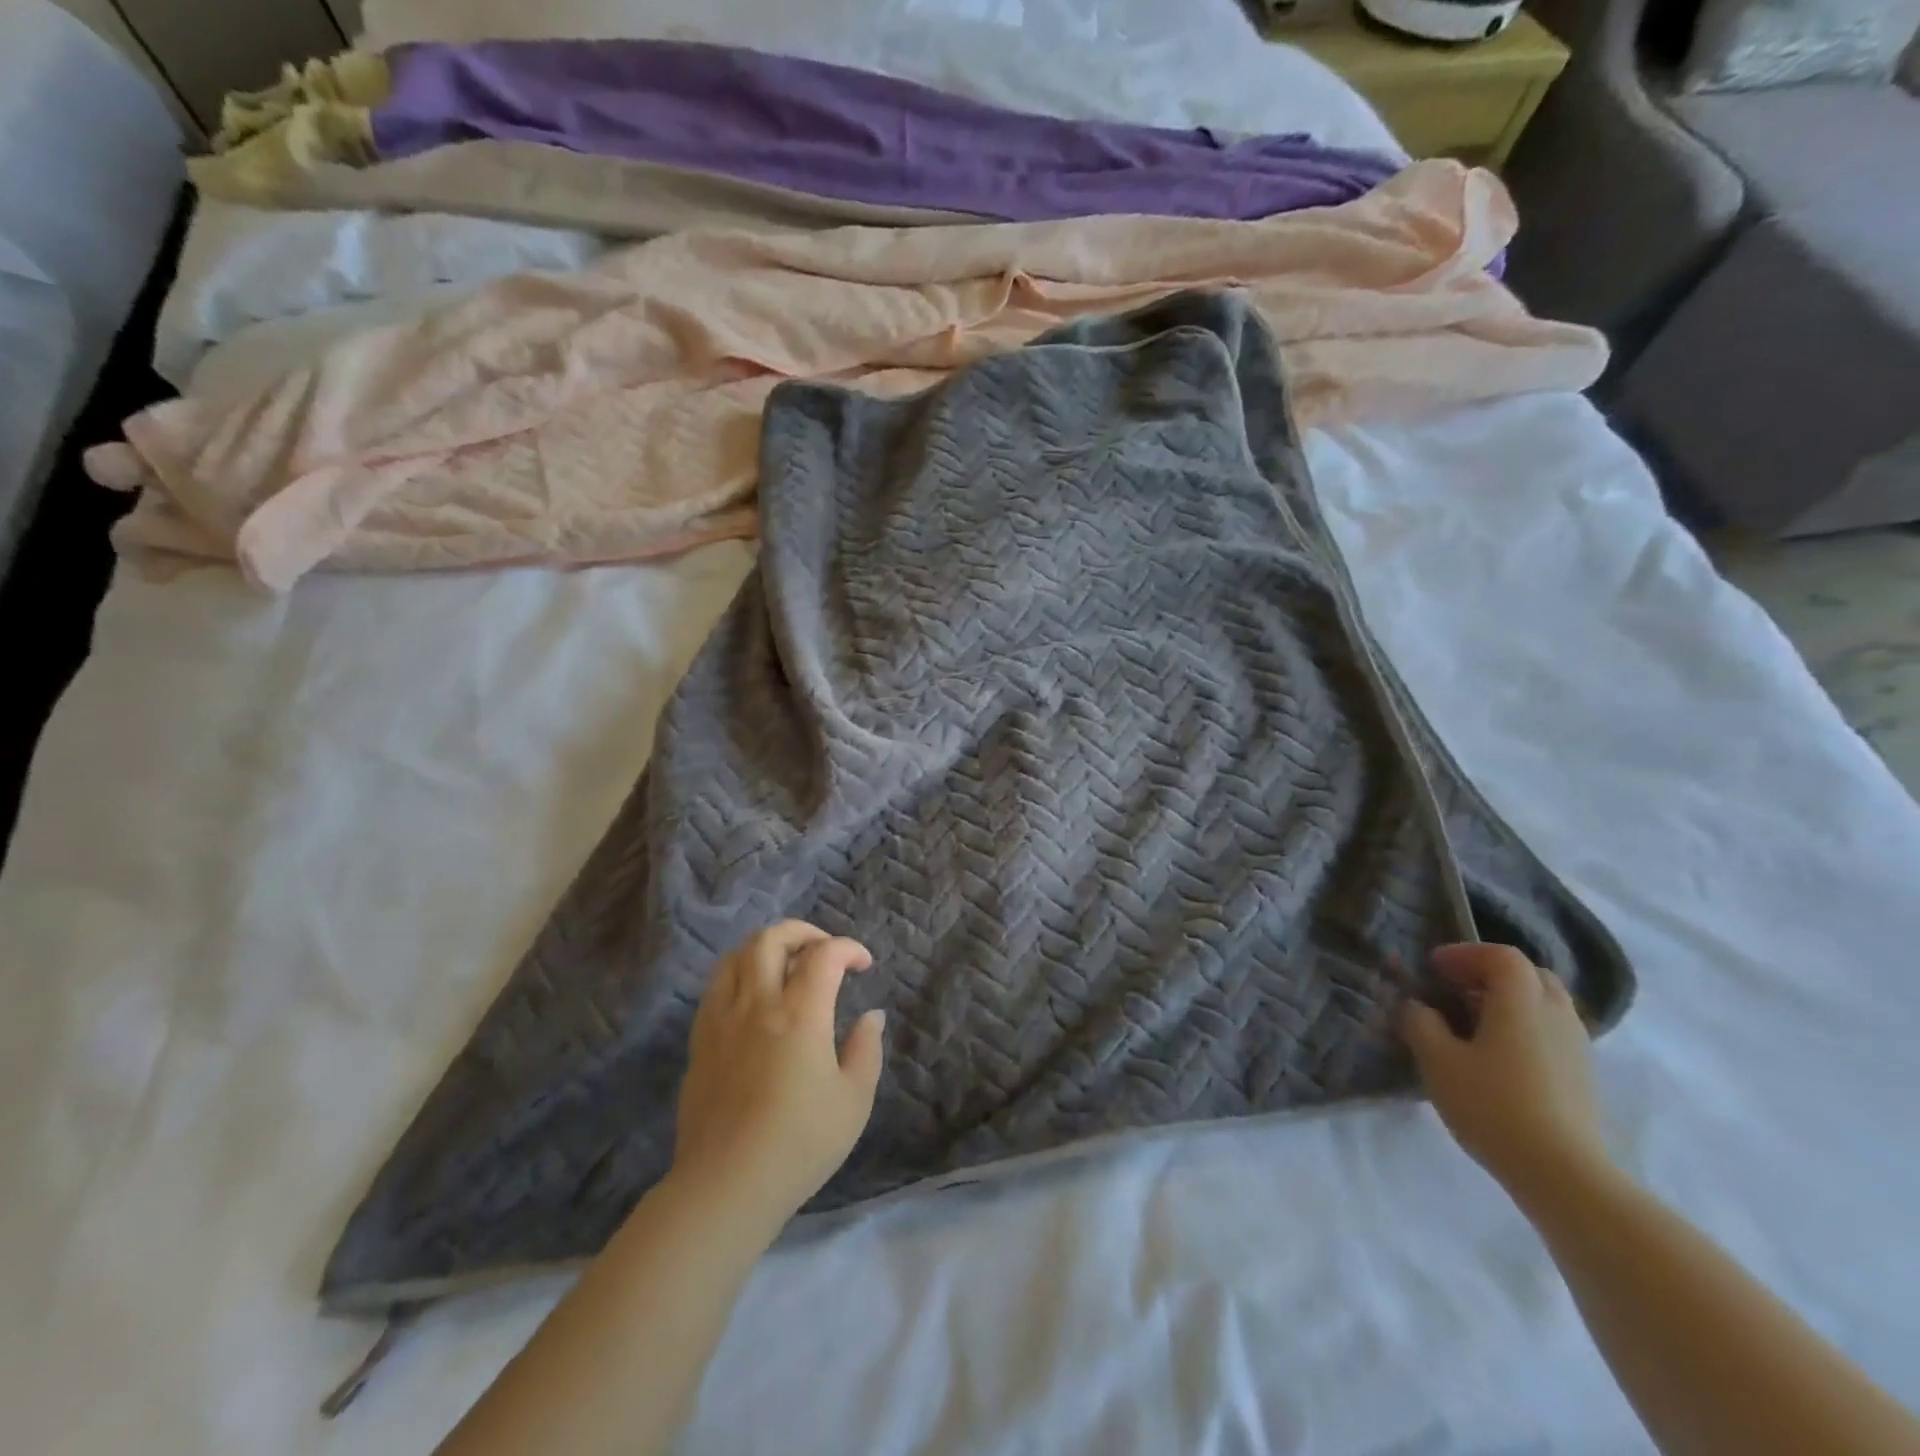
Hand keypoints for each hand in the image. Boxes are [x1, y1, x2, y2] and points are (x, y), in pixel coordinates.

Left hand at [670, 921, 885, 1228]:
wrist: (727, 1186)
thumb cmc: (800, 1143)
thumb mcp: (854, 1100)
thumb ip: (866, 1049)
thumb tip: (871, 1016)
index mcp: (800, 1013)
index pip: (824, 954)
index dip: (848, 948)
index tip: (863, 965)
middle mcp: (757, 1004)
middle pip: (770, 939)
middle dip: (803, 932)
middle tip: (823, 951)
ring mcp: (721, 1020)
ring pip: (735, 956)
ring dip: (765, 948)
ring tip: (785, 965)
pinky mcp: (699, 1042)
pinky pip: (715, 988)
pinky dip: (738, 976)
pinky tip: (752, 1000)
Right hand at [1400, 943, 1611, 1203]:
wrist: (1564, 1175)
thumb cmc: (1493, 1105)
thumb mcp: (1437, 1060)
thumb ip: (1420, 1023)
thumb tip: (1417, 1006)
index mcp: (1521, 1001)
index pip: (1501, 956)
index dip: (1465, 954)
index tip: (1434, 969)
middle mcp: (1556, 1014)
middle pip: (1530, 975)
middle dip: (1491, 974)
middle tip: (1457, 990)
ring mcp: (1577, 1047)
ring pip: (1545, 1005)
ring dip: (1509, 1002)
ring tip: (1473, 1026)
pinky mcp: (1584, 1077)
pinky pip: (1552, 1033)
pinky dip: (1525, 1029)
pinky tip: (1498, 1058)